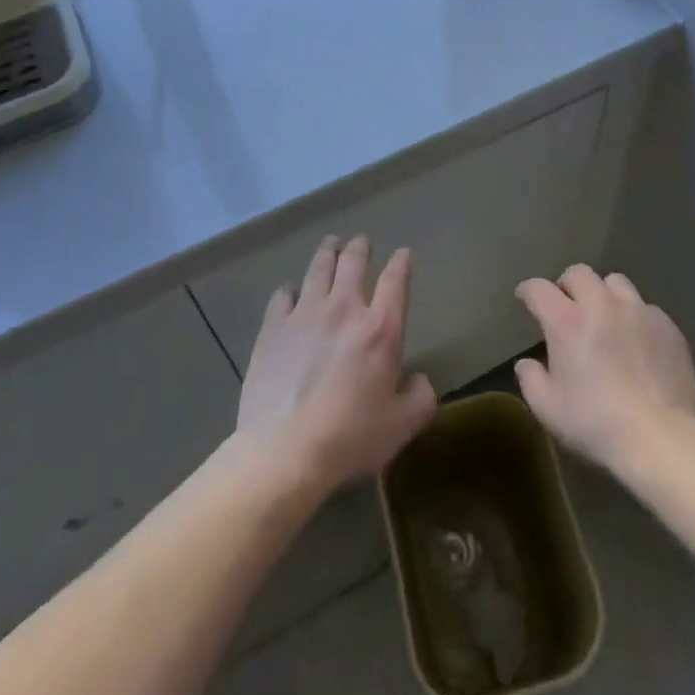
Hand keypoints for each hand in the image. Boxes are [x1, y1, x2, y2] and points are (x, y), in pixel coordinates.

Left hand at [235, 235, 436, 495]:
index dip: (401, 263)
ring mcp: (305, 314)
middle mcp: (344, 309)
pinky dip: (290, 290)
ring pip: (318, 268)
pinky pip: (282, 295)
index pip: (395, 280)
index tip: (403, 254)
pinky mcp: (273, 328)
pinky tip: (290, 293)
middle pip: (353, 262)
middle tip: (361, 243)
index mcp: (381, 329)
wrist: (285, 451)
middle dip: (360, 247)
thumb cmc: (350, 438)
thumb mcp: (402, 426)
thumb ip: (421, 398)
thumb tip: (419, 380)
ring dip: (328, 253)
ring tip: (330, 246)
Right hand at [514, 265, 694, 471]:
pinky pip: (645, 307)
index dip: (528, 291)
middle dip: (567, 285)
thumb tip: (526, 363)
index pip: (539, 289)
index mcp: (566, 321)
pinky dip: (635, 317)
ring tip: (605, 317)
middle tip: (567, 307)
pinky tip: (637, 342)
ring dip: (604, 294)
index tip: (525, 298)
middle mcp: (601, 304)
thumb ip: (531, 380)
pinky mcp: (667, 326)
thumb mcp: (549, 409)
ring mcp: (638, 311)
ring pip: (615, 282)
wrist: (663, 438)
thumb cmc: (597, 423)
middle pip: (579, 273)